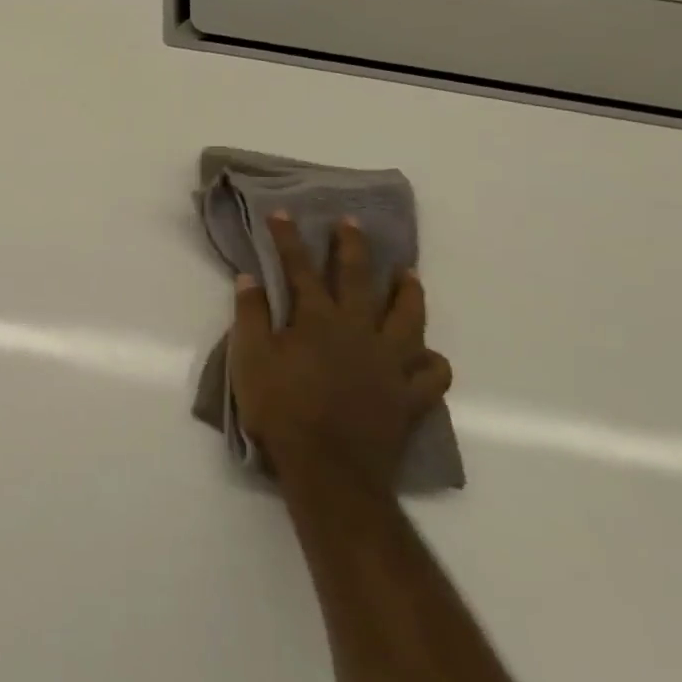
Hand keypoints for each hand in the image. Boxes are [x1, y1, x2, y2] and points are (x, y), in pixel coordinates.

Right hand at [231, 213, 451, 487]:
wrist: (328, 468)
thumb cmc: (280, 409)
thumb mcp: (249, 358)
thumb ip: (250, 315)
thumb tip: (249, 277)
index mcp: (317, 320)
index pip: (299, 268)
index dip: (289, 238)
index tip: (282, 213)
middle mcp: (359, 331)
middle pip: (358, 279)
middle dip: (352, 246)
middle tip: (352, 222)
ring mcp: (390, 362)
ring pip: (409, 317)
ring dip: (408, 291)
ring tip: (408, 273)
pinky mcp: (410, 395)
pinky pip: (433, 372)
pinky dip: (431, 360)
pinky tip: (425, 354)